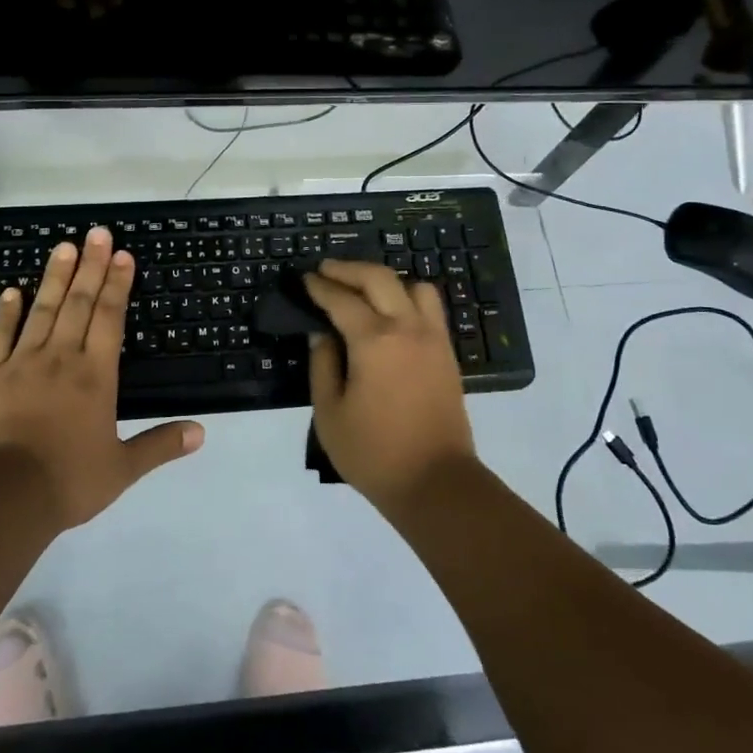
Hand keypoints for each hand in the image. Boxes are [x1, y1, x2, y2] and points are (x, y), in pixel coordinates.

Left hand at [0, 227, 202, 527]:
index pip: (109, 318)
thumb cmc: (68, 481)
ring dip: (55, 277)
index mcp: (95, 376)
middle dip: (90, 266)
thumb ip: (160, 445)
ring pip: (42, 310)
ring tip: (64, 246)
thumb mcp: (122, 468)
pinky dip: (6, 312)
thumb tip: (201, 433)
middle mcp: (61, 358)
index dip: (117, 284)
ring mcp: (20, 363)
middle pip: (78, 304)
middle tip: (97, 232)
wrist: (4, 497)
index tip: (122, 255)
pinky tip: (12, 291)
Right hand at [302, 259, 477, 511]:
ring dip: (385, 280)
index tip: (305, 278)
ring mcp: (432, 338)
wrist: (436, 483)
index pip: (341, 300)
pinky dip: (408, 297)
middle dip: (349, 269)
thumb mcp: (330, 413)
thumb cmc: (373, 453)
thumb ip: (322, 365)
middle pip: (379, 278)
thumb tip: (321, 333)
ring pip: (413, 286)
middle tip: (326, 270)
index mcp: (373, 341)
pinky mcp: (447, 353)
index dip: (320, 287)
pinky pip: (430, 308)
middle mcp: (406, 328)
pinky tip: (391, 313)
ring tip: (363, 291)